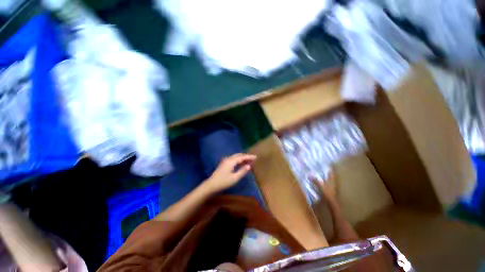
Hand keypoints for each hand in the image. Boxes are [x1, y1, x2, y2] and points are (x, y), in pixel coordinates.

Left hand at [206, 153, 256, 192]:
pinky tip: (241, 164)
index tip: (256, 157)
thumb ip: (242, 171)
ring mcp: (225, 161)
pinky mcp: (224, 163)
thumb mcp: (235, 178)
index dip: (249, 156)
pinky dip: (239, 160)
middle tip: (253, 159)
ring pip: (236, 157)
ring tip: (249, 161)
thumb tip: (249, 166)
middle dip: (246, 156)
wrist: (211, 184)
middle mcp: (228, 159)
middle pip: (239, 155)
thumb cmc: (224, 182)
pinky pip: (233, 159)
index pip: (242, 157)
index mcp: (231, 161)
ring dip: (242, 158)